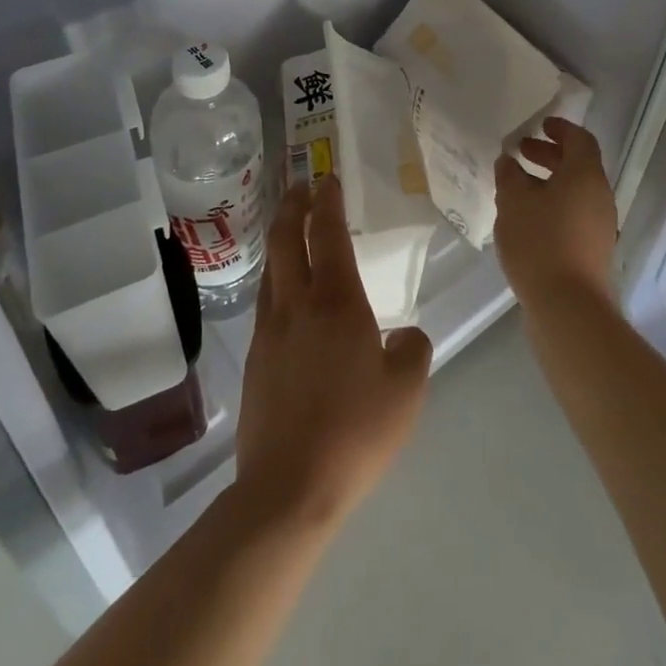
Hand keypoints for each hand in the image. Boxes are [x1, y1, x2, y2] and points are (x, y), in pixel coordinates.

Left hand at [235, 176, 432, 528]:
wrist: (288, 487)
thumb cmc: (355, 431)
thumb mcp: (406, 390)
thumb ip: (412, 350)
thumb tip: (404, 334)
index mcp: (335, 301)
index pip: (326, 233)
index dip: (327, 201)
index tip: (327, 177)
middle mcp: (296, 304)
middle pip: (284, 239)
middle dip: (292, 206)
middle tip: (300, 186)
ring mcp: (268, 331)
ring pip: (269, 269)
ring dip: (278, 240)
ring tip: (289, 230)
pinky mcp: (253, 360)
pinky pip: (265, 302)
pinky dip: (274, 279)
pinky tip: (284, 295)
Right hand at [494, 117, 618, 308]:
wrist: (569, 308)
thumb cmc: (540, 242)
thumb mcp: (514, 202)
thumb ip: (510, 175)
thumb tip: (509, 162)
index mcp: (586, 175)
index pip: (579, 139)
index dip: (560, 128)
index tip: (539, 125)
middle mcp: (599, 195)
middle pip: (578, 164)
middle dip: (549, 155)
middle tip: (520, 152)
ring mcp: (600, 225)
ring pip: (575, 191)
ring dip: (549, 182)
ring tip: (517, 188)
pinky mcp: (594, 250)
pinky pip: (574, 214)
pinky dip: (554, 205)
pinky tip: (527, 220)